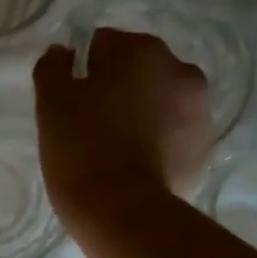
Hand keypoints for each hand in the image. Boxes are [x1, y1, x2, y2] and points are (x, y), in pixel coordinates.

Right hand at [33, 30, 209, 220]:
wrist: (124, 211)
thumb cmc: (82, 146)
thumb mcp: (51, 101)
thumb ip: (53, 66)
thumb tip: (63, 53)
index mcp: (142, 50)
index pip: (102, 45)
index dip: (82, 71)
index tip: (70, 101)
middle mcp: (180, 69)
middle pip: (136, 70)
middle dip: (116, 88)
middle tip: (91, 124)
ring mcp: (199, 110)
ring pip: (158, 99)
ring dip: (140, 111)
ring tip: (115, 146)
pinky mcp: (205, 147)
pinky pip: (173, 131)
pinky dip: (157, 138)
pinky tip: (135, 163)